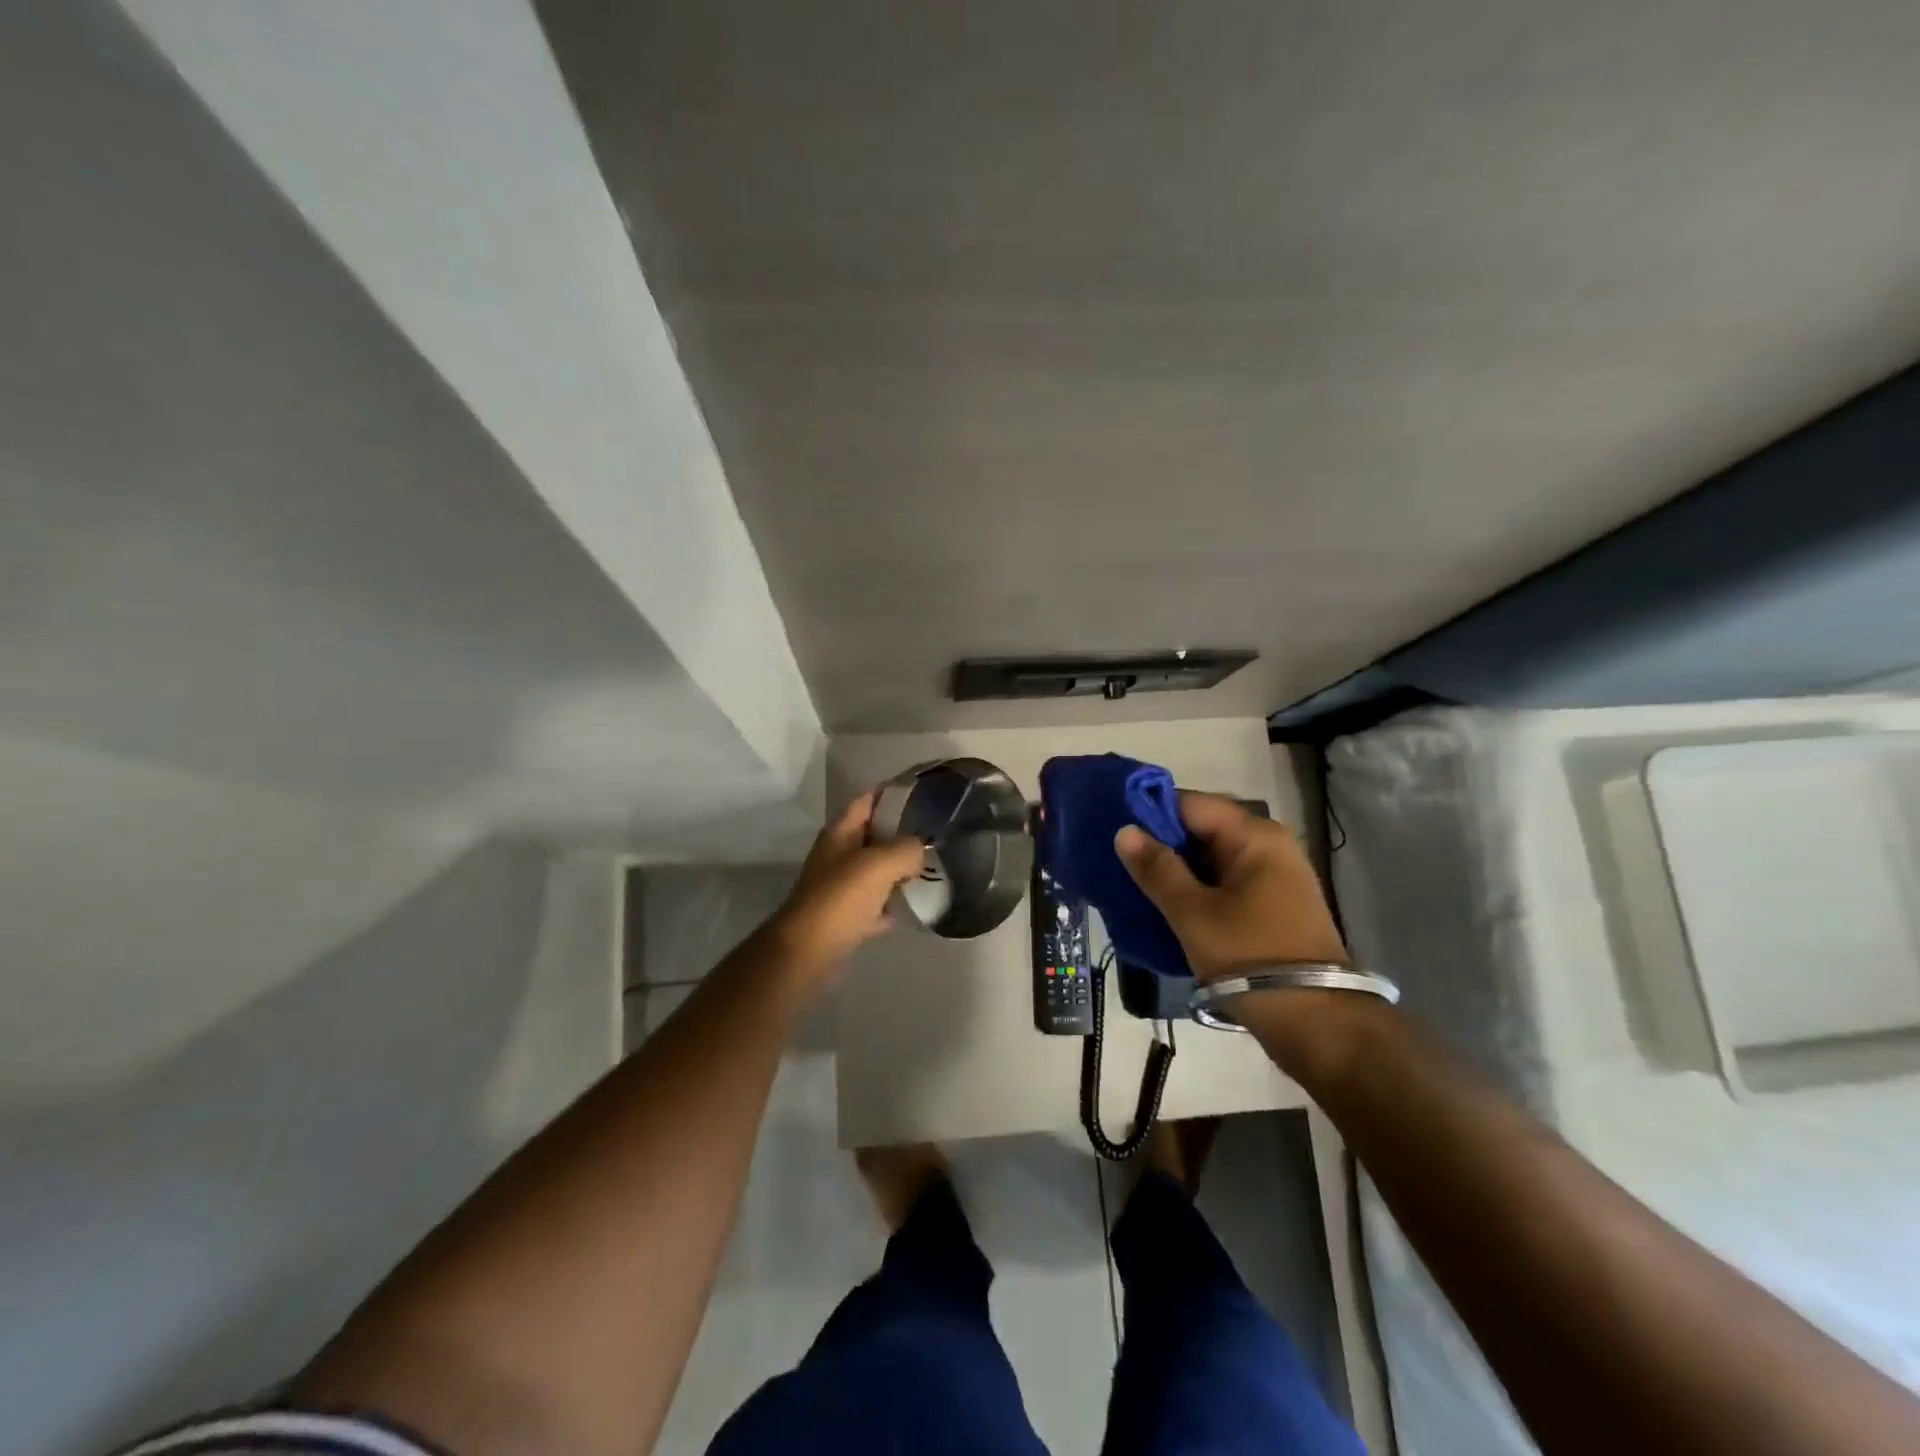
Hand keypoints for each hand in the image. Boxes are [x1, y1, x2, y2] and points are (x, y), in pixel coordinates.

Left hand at [769, 789, 925, 972]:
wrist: (808, 951)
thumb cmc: (840, 899)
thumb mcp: (879, 864)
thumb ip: (906, 848)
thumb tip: (921, 849)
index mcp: (841, 833)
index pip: (868, 800)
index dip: (893, 793)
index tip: (925, 794)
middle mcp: (838, 855)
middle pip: (874, 835)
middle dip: (903, 833)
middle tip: (937, 834)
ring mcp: (840, 886)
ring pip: (876, 870)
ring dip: (900, 870)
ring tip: (934, 867)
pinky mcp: (845, 916)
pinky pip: (875, 904)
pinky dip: (892, 904)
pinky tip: (914, 906)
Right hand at [1114, 792, 1349, 980]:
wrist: (1318, 1023)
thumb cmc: (1250, 957)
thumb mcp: (1193, 913)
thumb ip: (1157, 869)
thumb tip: (1125, 831)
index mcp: (1254, 836)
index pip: (1190, 804)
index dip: (1151, 814)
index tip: (1116, 834)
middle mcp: (1269, 844)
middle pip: (1202, 828)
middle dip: (1162, 843)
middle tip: (1122, 864)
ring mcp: (1275, 875)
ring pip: (1212, 857)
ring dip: (1178, 869)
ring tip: (1138, 884)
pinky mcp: (1274, 903)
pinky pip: (1226, 881)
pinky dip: (1198, 888)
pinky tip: (1169, 905)